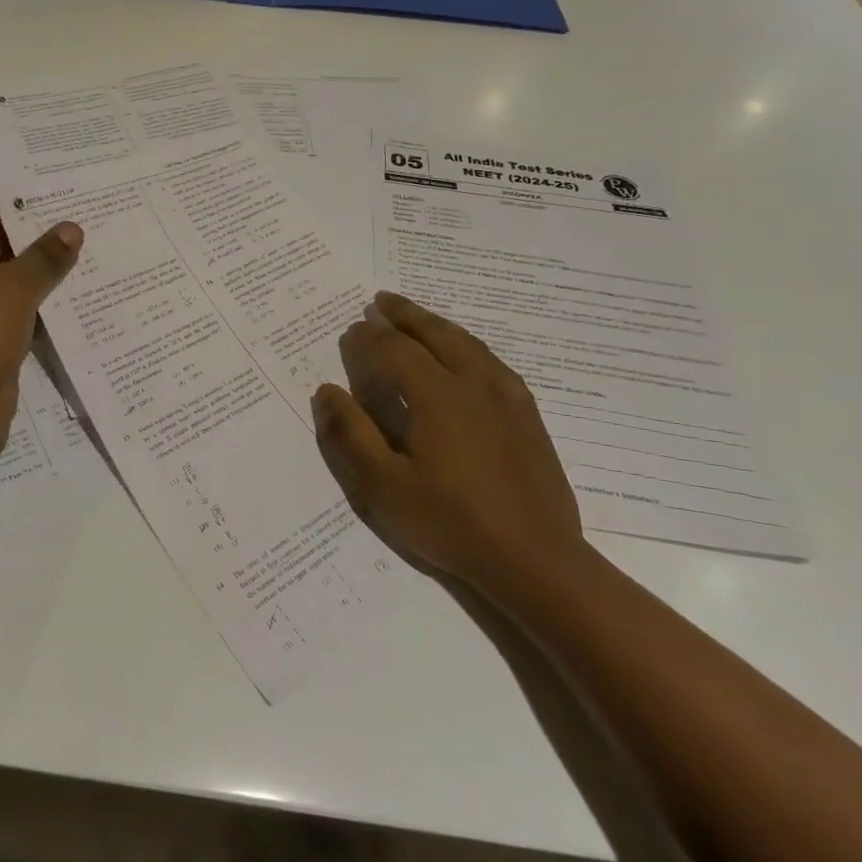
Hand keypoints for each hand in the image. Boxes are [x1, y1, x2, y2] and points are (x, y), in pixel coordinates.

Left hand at [0, 201, 81, 464]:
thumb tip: (71, 229)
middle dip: (22, 242)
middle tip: (66, 234)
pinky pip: (5, 314)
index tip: (38, 211)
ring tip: (74, 261)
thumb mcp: (14, 287)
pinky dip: (30, 306)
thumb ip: (44, 256)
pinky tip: (66, 300)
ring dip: (30, 275)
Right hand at [311, 292, 586, 596]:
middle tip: (380, 301)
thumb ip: (351, 434)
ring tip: (416, 316)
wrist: (535, 560)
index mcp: (437, 396)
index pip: (395, 351)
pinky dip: (468, 345)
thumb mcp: (383, 486)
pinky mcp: (527, 415)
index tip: (351, 330)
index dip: (369, 338)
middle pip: (434, 335)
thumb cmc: (450, 522)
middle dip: (404, 315)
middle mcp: (473, 384)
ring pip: (467, 343)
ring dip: (436, 324)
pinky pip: (492, 362)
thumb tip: (326, 390)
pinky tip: (465, 353)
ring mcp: (507, 397)